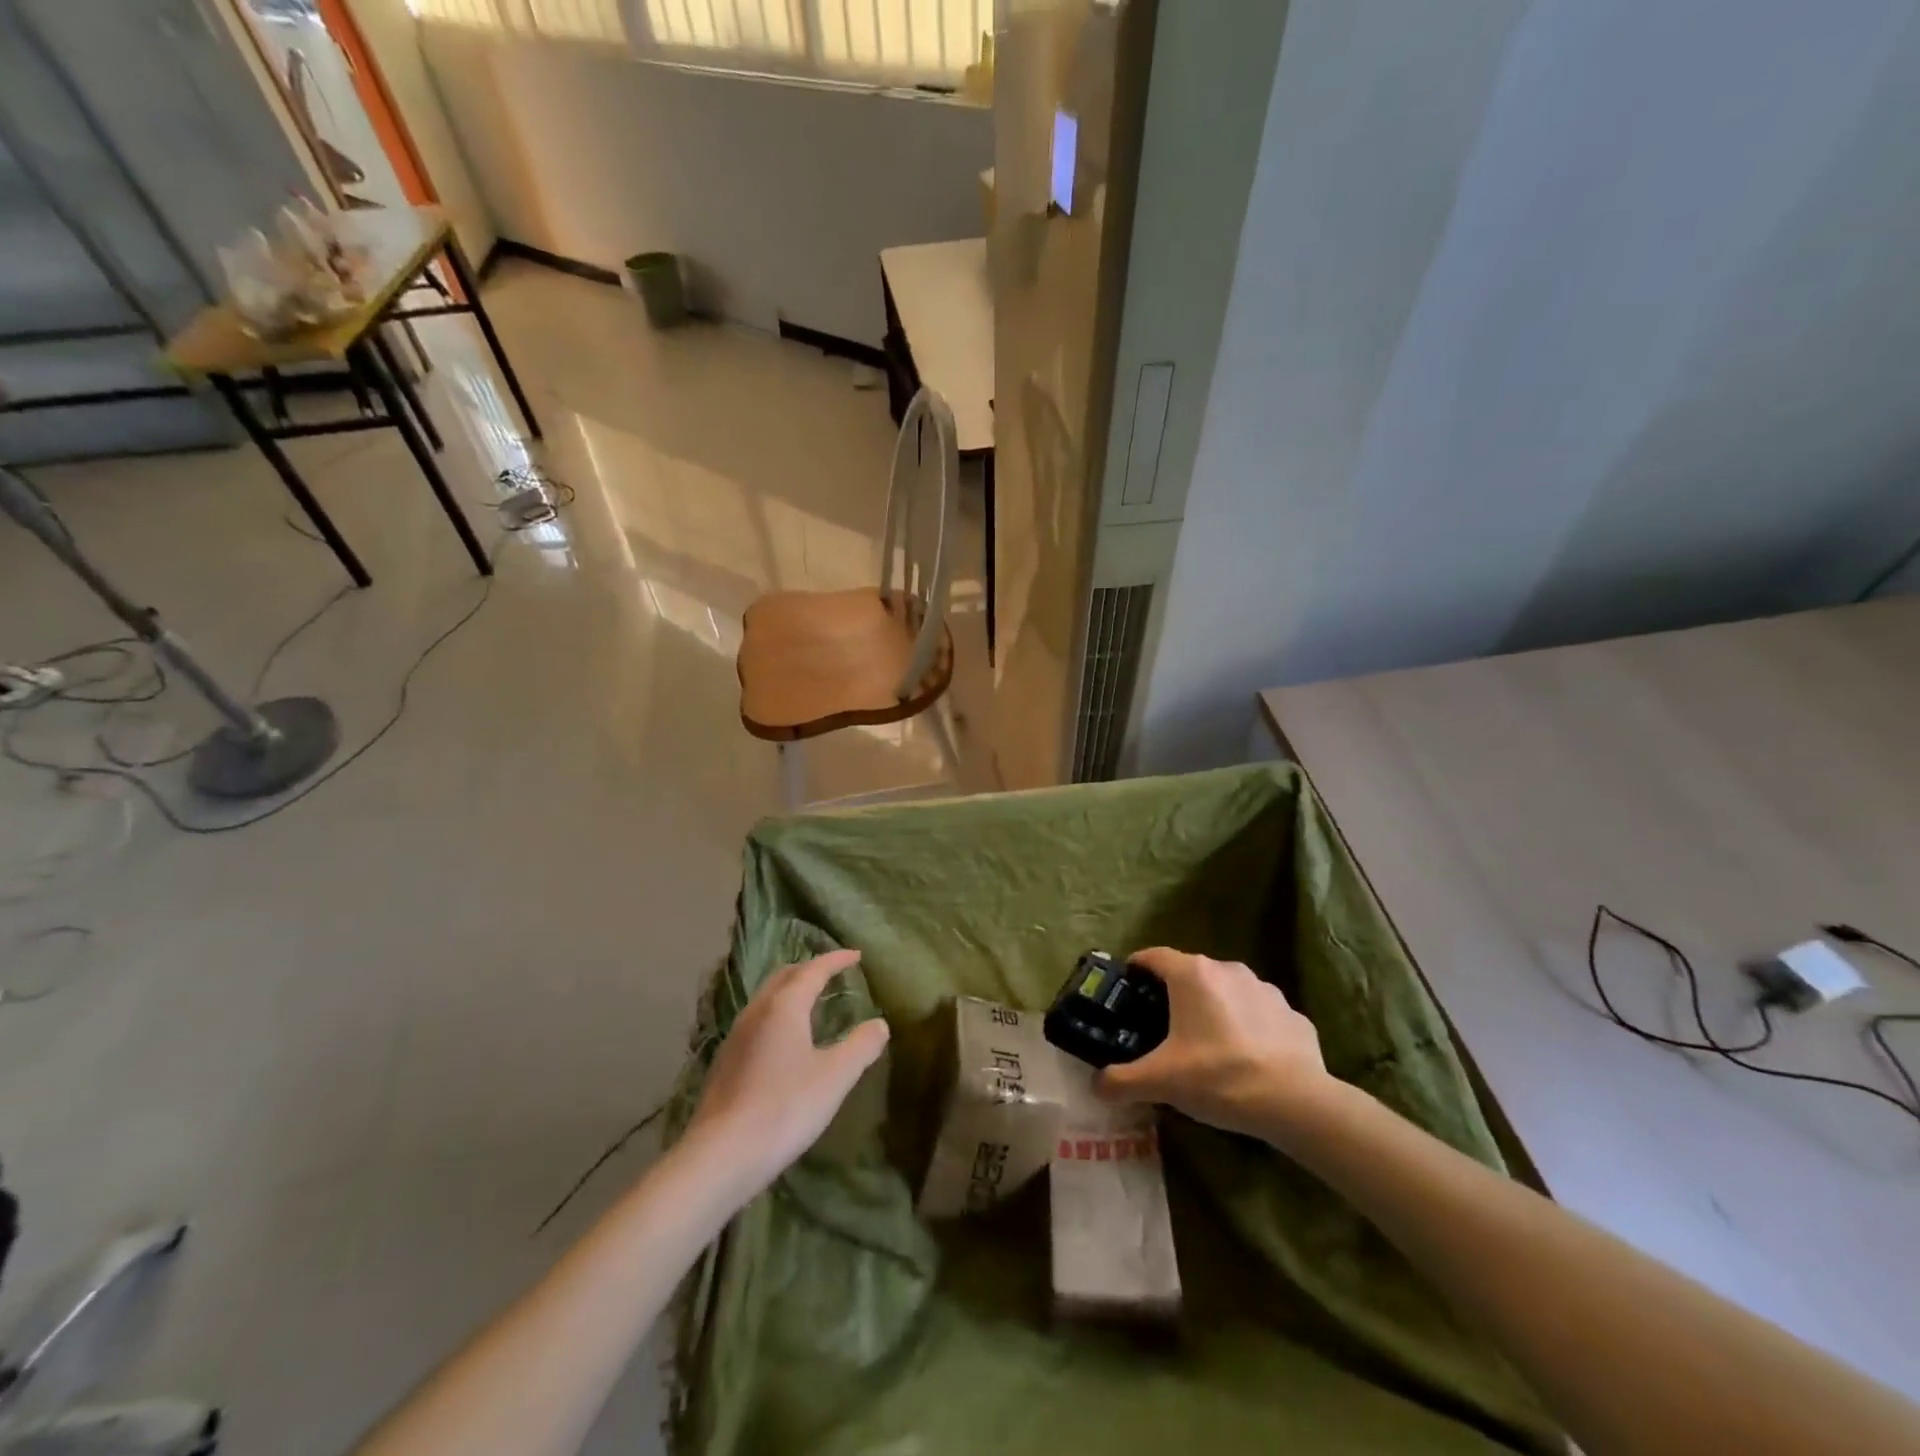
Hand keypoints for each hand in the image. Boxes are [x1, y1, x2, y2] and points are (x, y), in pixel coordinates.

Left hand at [683, 950, 889, 1196]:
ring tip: (811, 1002)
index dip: (836, 960)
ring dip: (790, 991)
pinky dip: (777, 1014)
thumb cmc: (785, 1107)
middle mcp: (756, 1012)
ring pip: (766, 998)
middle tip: (832, 972)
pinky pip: (756, 1021)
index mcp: (784, 1006)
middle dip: (809, 969)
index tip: (856, 955)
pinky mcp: (725, 1063)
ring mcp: (735, 1037)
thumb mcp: (835, 1077)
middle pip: (784, 976)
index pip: (813, 970)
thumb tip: (879, 1024)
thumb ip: (861, 1046)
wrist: (720, 1156)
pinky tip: (784, 1040)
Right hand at [1096, 947, 1332, 1140]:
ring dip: (1213, 1010)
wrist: (1297, 1102)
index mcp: (1192, 974)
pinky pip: (1258, 1015)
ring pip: (1226, 992)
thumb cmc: (1219, 1077)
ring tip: (1206, 1047)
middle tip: (1160, 1028)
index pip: (1152, 956)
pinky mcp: (1292, 1014)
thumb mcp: (1161, 1082)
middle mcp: (1227, 969)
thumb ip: (1121, 1080)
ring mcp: (1264, 989)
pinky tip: (1246, 1060)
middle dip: (1173, 995)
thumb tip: (1096, 1085)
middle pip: (1189, 973)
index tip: (1125, 989)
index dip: (1135, 969)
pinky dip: (1247, 1028)